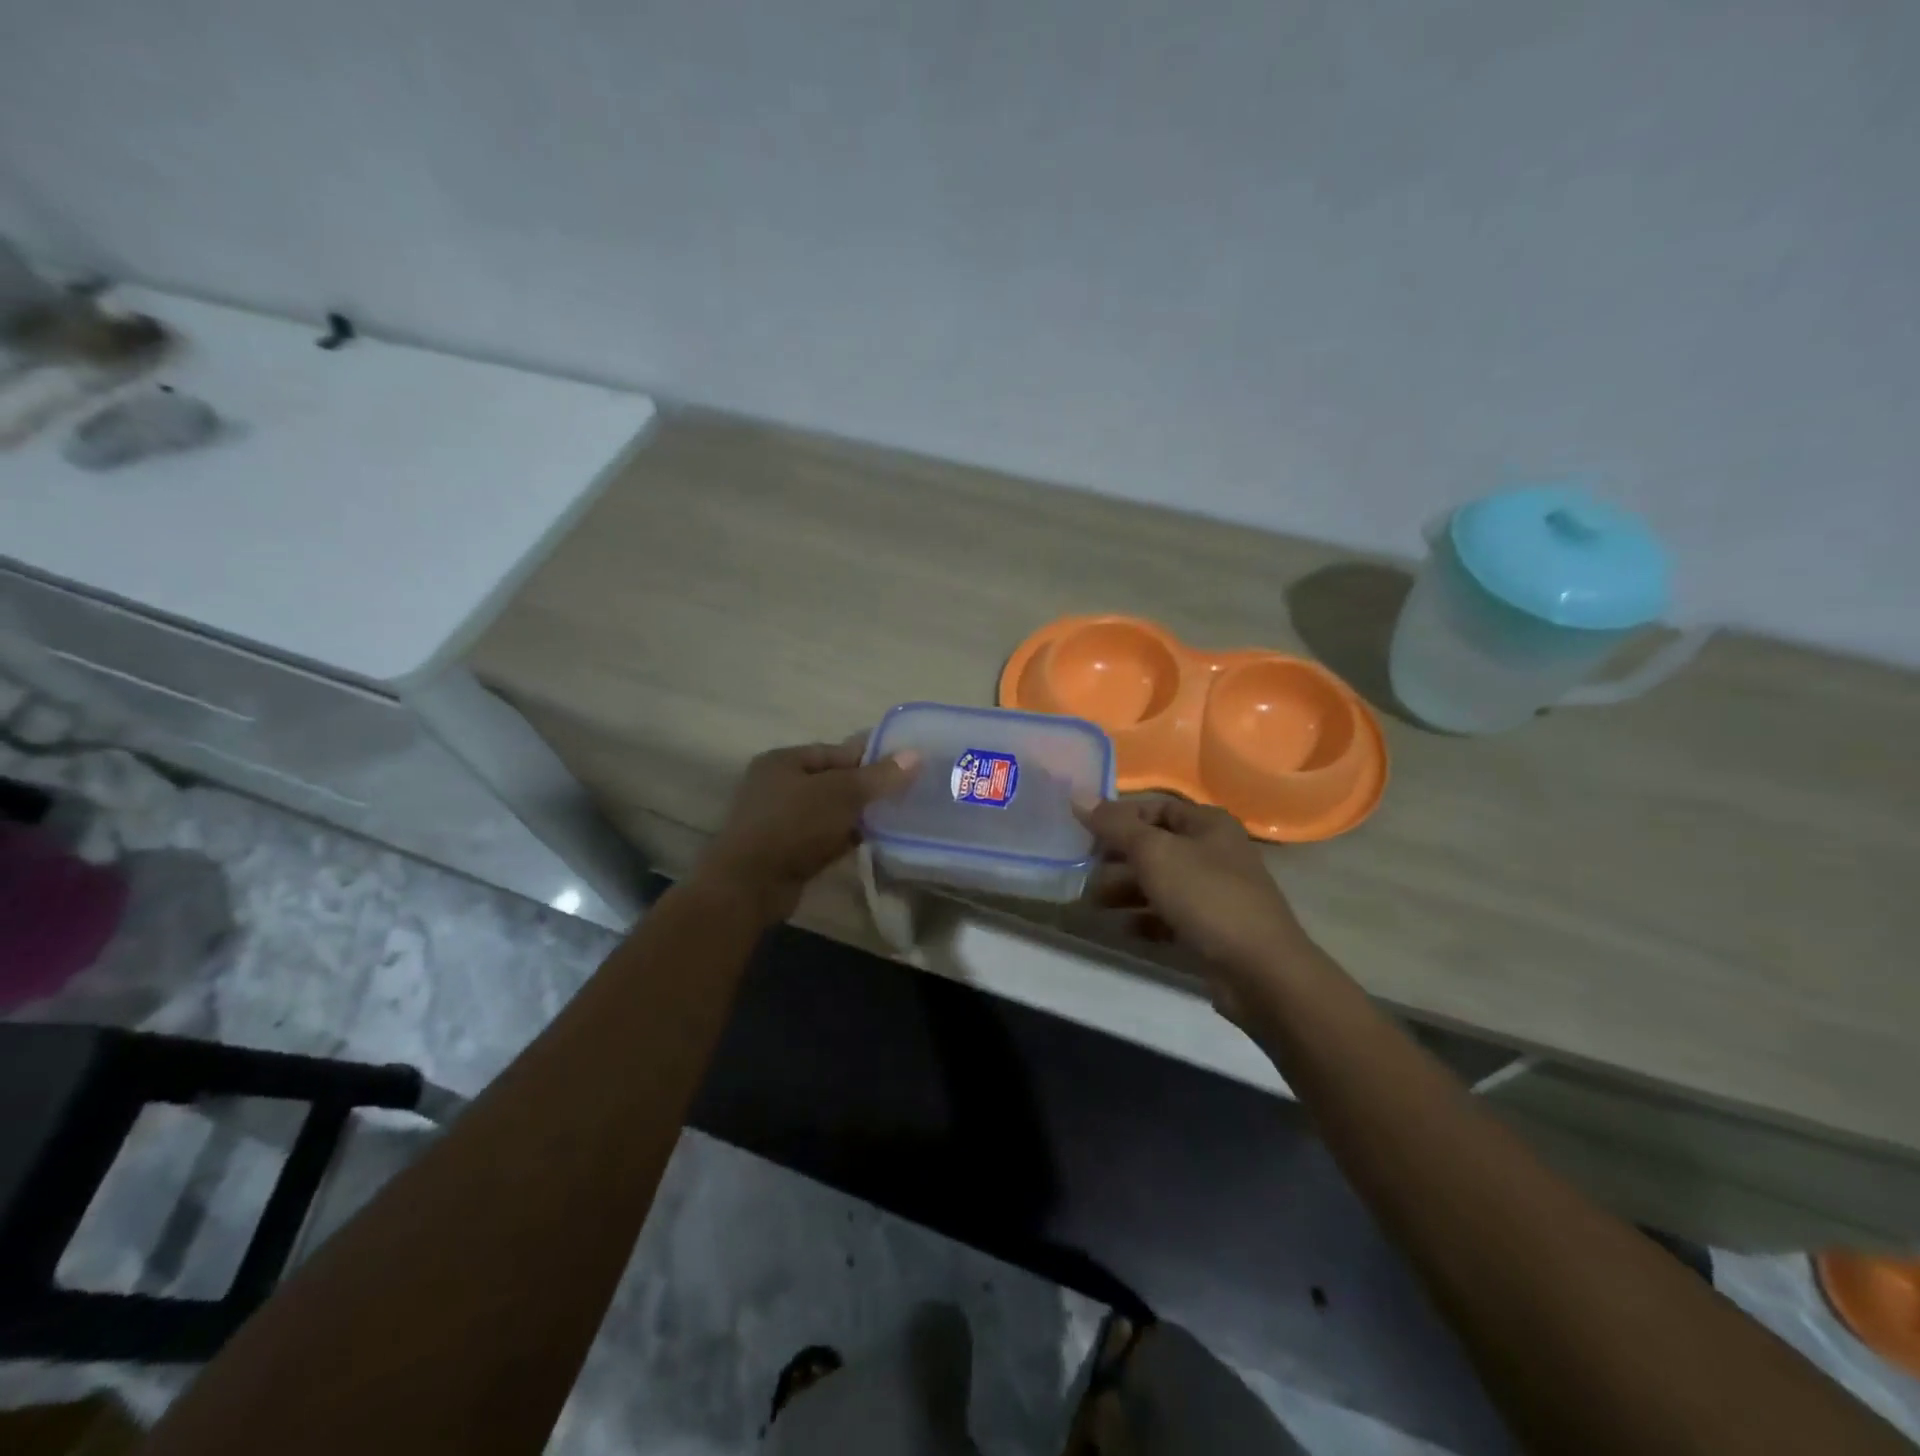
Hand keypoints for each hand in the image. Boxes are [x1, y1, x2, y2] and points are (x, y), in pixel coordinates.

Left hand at [695, 737, 919, 923]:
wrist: (749, 885)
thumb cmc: (793, 825)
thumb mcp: (841, 793)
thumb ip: (878, 776)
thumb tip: (916, 756)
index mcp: (784, 761)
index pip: (837, 751)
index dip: (871, 757)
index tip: (905, 766)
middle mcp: (778, 786)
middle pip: (834, 781)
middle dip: (867, 788)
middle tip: (905, 793)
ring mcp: (780, 821)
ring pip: (830, 811)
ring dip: (858, 816)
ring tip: (896, 817)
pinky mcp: (786, 851)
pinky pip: (824, 837)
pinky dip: (845, 838)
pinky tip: (874, 841)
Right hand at [1079, 796, 1311, 1021]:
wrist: (1259, 971)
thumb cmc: (1205, 896)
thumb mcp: (1154, 853)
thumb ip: (1114, 826)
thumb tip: (1077, 796)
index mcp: (1208, 824)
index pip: (1155, 807)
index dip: (1119, 817)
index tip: (1084, 832)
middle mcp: (1213, 852)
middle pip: (1154, 846)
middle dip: (1117, 858)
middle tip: (1082, 870)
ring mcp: (1214, 892)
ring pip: (1159, 882)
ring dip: (1124, 890)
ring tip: (1092, 902)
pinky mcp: (1210, 929)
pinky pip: (1168, 916)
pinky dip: (1143, 919)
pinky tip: (1122, 927)